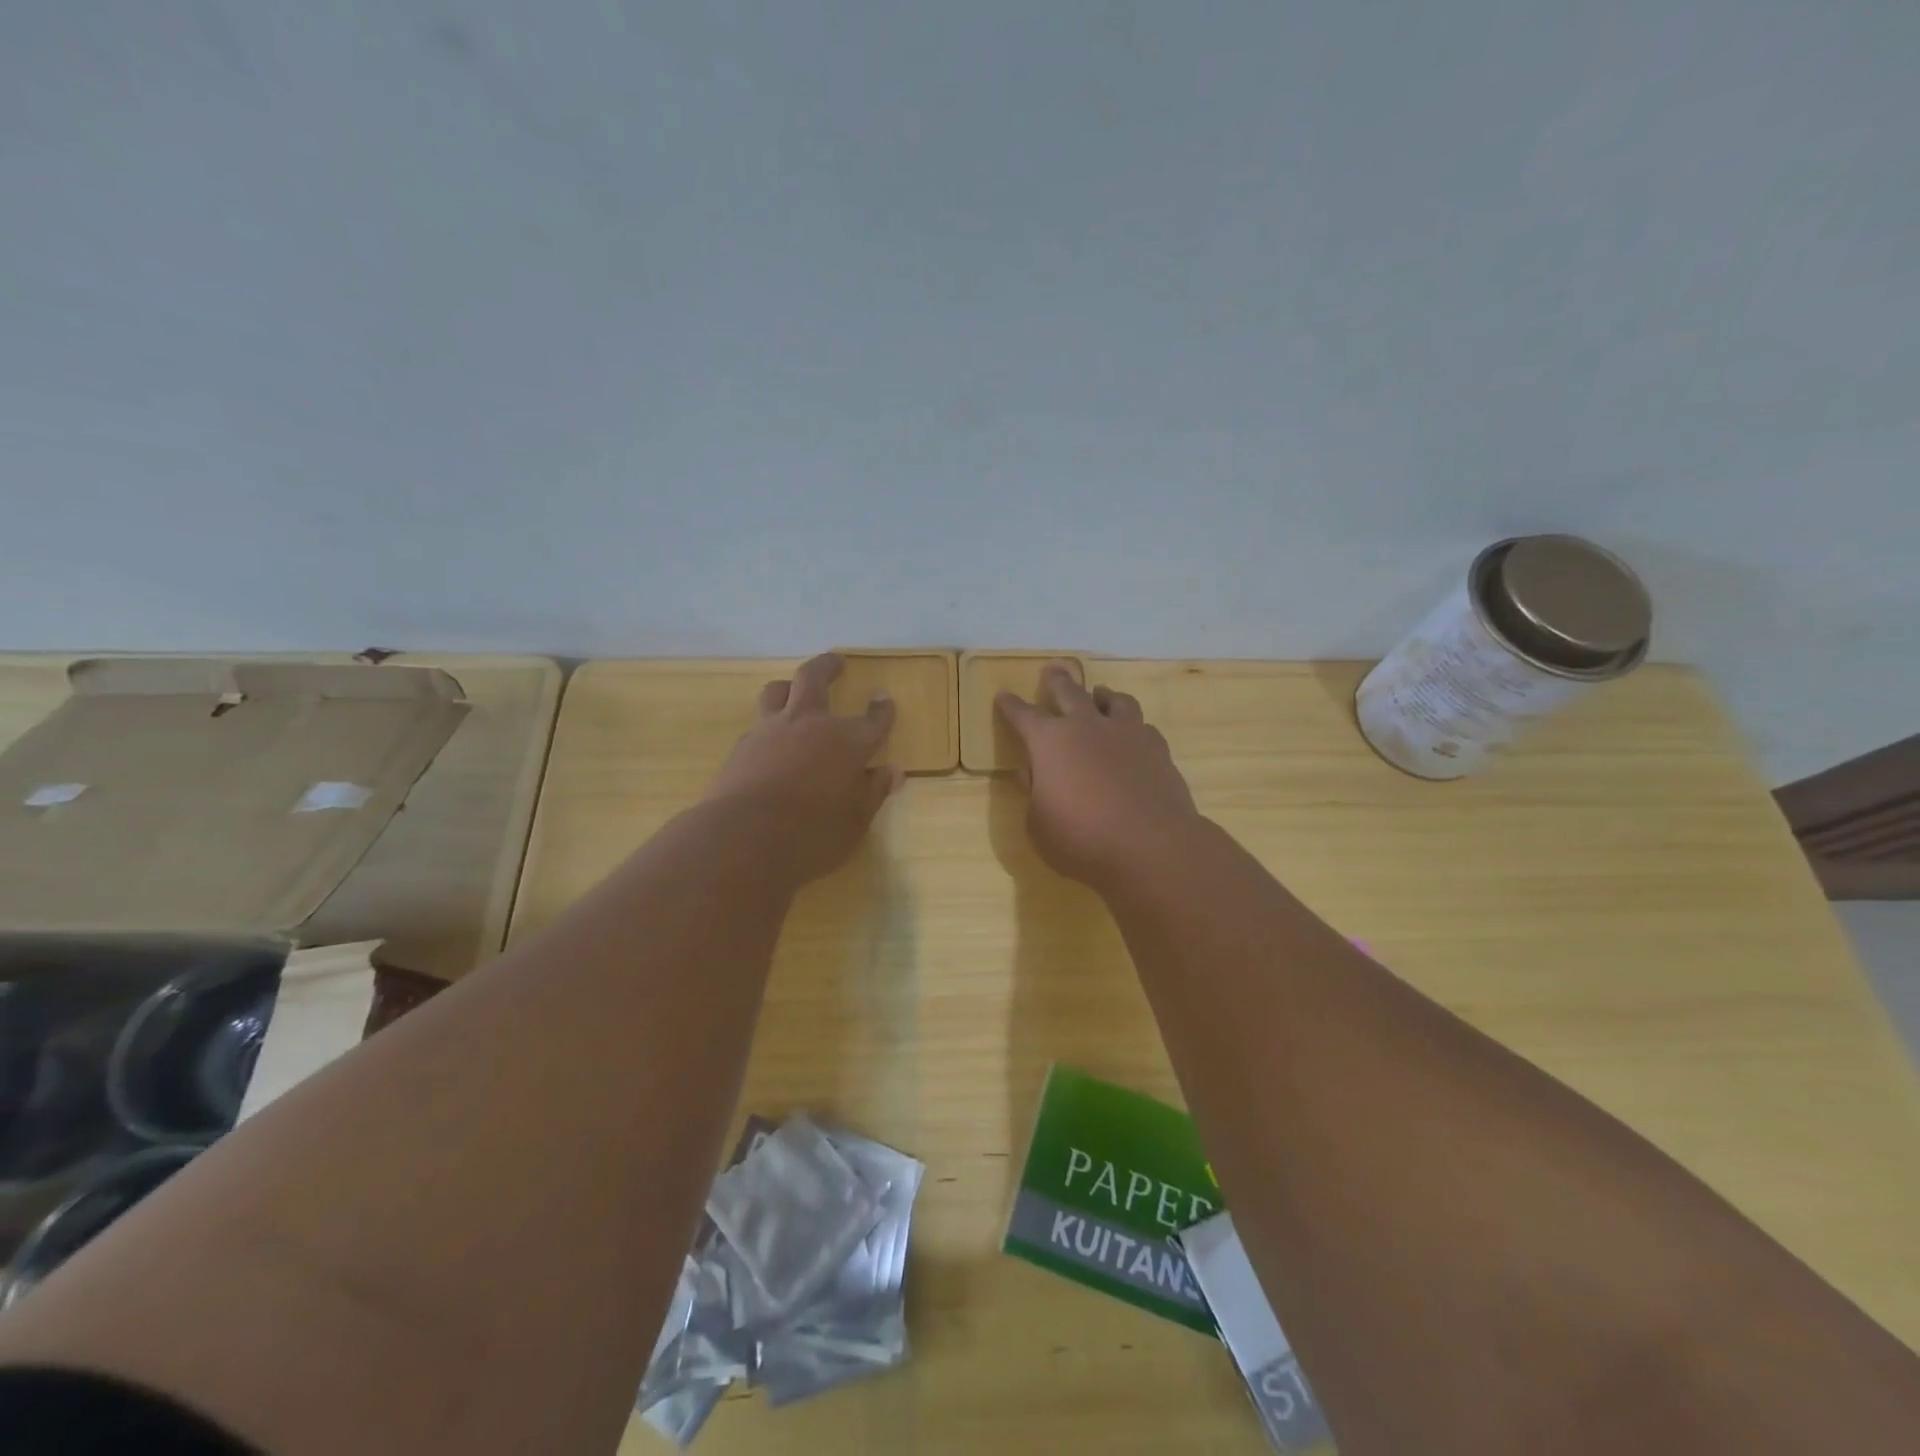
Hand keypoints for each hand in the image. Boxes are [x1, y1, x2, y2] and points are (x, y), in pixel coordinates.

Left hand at [704, 653, 901, 883]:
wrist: (743, 838)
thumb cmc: (812, 835)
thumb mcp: (855, 821)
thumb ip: (873, 792)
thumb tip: (892, 772)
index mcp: (847, 742)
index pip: (872, 719)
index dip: (881, 709)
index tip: (884, 699)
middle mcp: (809, 724)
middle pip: (815, 679)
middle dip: (827, 666)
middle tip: (835, 661)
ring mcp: (771, 731)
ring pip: (778, 691)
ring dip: (789, 686)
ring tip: (793, 690)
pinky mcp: (742, 747)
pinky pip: (758, 723)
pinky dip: (769, 724)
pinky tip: (770, 739)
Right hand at [996, 662, 1202, 890]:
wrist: (1151, 847)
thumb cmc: (1081, 839)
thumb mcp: (1038, 823)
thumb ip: (1035, 792)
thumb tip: (1035, 771)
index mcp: (1049, 741)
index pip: (1023, 715)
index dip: (1011, 706)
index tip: (1003, 695)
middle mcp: (1087, 727)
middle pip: (1070, 692)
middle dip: (1058, 680)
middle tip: (1054, 668)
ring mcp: (1127, 734)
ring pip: (1114, 700)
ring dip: (1102, 695)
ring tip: (1100, 694)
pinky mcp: (1158, 749)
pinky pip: (1142, 727)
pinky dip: (1132, 727)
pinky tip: (1133, 736)